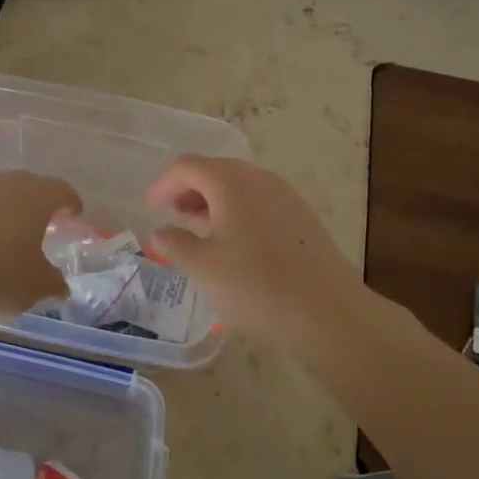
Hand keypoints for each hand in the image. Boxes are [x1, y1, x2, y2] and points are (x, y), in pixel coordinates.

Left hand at [0, 171, 78, 319]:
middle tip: (46, 215)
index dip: (71, 201)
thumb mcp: (38, 285)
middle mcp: (6, 185)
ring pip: (0, 189)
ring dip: (10, 203)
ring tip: (13, 224)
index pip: (61, 190)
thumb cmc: (1, 278)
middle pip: (30, 183)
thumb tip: (61, 286)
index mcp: (36, 197)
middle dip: (40, 197)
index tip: (75, 212)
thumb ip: (54, 282)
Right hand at [147, 155, 363, 346]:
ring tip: (199, 229)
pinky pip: (259, 200)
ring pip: (238, 185)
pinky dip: (237, 210)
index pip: (187, 166)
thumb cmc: (256, 286)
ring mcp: (285, 195)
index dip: (164, 184)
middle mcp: (258, 178)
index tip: (150, 208)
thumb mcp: (204, 268)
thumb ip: (176, 244)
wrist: (328, 312)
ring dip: (213, 200)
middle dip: (188, 189)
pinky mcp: (301, 216)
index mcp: (231, 182)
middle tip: (172, 216)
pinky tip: (234, 242)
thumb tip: (160, 231)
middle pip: (215, 170)